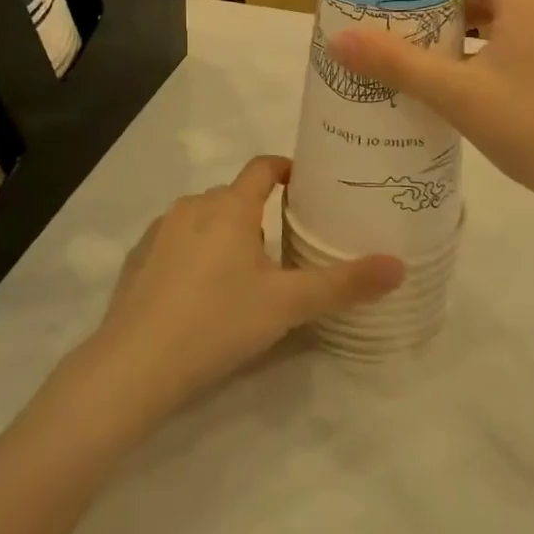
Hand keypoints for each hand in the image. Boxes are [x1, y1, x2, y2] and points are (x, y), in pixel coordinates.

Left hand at [87, 157, 401, 417]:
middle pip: (235, 197)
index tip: (307, 186)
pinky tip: (201, 295)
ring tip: (247, 274)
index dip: (287, 169)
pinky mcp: (137, 259)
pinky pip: (176, 243)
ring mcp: (160, 232)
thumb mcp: (288, 305)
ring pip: (204, 220)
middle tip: (287, 246)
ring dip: (227, 235)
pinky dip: (195, 255)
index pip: (263, 167)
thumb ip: (344, 284)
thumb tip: (399, 266)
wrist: (134, 366)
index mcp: (230, 206)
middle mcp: (193, 207)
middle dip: (261, 214)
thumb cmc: (218, 322)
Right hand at [328, 0, 533, 212]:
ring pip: (497, 3)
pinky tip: (447, 61)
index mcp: (524, 1)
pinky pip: (504, 31)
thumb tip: (340, 39)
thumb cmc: (532, 128)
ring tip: (414, 15)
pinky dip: (472, 32)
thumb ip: (399, 65)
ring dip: (456, 2)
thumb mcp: (457, 95)